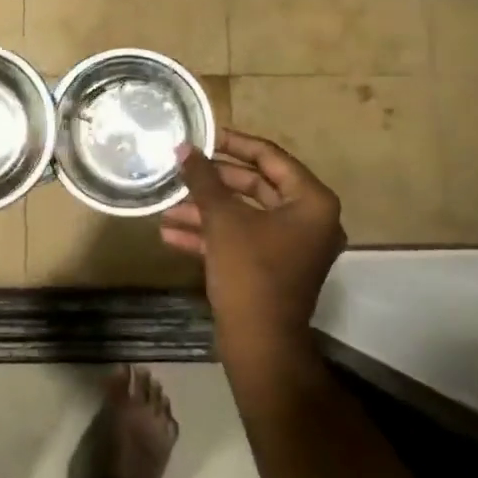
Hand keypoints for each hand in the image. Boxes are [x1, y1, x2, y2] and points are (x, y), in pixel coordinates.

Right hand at [160, 130, 345, 359]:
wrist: (260, 343)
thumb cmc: (250, 272)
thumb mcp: (222, 220)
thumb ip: (203, 179)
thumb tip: (183, 148)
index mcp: (311, 202)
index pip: (271, 157)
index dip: (235, 143)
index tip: (204, 134)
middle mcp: (308, 220)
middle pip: (256, 186)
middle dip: (213, 182)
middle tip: (182, 168)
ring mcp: (291, 247)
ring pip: (243, 215)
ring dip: (205, 211)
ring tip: (166, 205)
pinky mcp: (272, 268)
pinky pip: (241, 240)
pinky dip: (210, 235)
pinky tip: (170, 234)